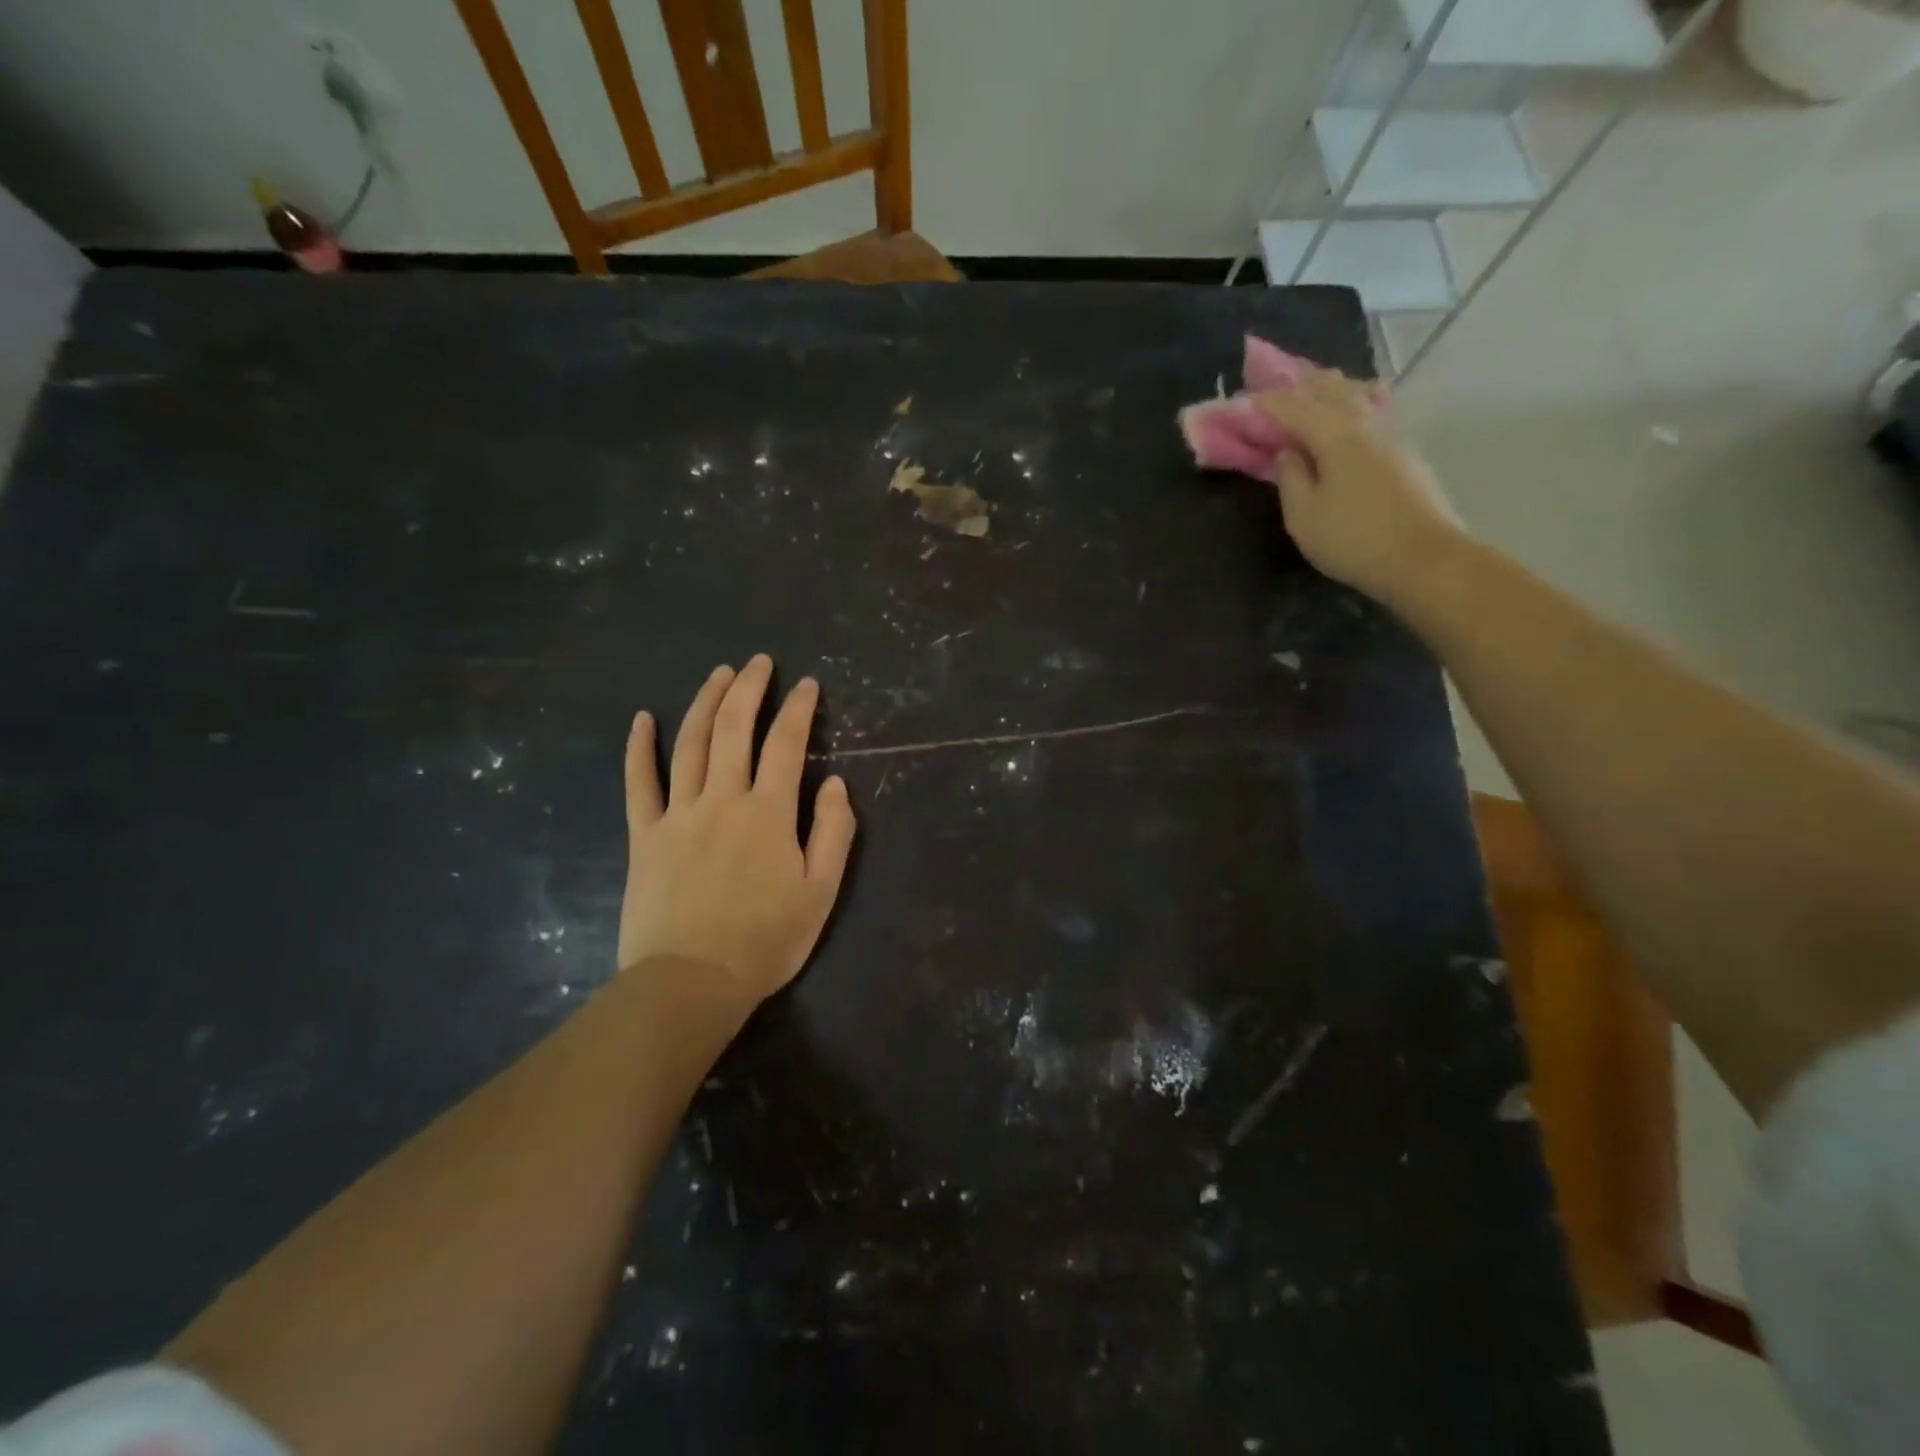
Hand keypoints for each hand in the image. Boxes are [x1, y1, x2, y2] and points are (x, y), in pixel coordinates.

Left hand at [617, 655, 855, 1001]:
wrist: (691, 981)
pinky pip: (639, 783)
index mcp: (769, 812)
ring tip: (717, 674)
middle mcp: (723, 799)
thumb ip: (833, 833)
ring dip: (704, 703)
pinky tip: (642, 719)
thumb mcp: (821, 892)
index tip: (807, 684)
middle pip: (734, 729)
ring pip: (690, 744)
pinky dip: (640, 748)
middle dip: (749, 689)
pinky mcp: (644, 835)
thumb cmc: (765, 940)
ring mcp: (678, 814)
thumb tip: (836, 784)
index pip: (787, 744)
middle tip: (758, 662)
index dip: (799, 709)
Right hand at [1255, 368, 1466, 609]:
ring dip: (1329, 390)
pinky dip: (1350, 406)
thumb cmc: (1353, 539)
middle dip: (1300, 385)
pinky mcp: (1404, 454)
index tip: (1243, 400)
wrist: (1424, 559)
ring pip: (1356, 397)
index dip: (1267, 403)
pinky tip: (1346, 414)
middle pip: (1331, 389)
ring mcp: (1391, 436)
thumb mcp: (1304, 517)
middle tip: (1275, 386)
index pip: (1294, 407)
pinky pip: (1370, 414)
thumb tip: (1288, 452)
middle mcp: (1365, 424)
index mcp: (1335, 435)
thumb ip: (1291, 479)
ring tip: (1311, 389)